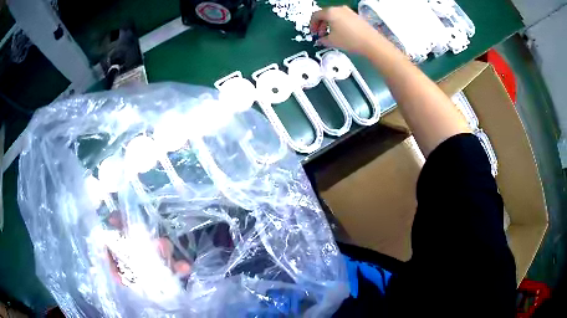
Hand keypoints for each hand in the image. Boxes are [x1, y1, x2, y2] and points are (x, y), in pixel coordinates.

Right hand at [310, 6, 381, 54]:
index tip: (313, 33)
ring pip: (334, 16)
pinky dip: (338, 24)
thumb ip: (322, 39)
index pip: (315, 15)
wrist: (371, 42)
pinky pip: (342, 18)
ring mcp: (349, 11)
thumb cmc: (349, 40)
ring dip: (329, 24)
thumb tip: (320, 40)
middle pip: (325, 14)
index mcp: (330, 12)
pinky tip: (340, 33)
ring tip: (330, 35)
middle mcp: (339, 8)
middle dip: (321, 24)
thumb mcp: (331, 41)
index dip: (312, 25)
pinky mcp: (356, 16)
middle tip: (321, 34)